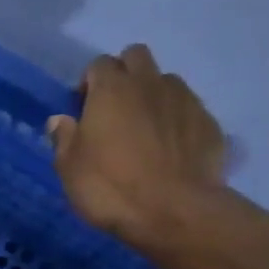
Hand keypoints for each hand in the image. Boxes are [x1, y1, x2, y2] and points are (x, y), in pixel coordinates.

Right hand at [48, 45, 229, 248]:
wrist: (174, 211)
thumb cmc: (111, 188)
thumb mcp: (70, 169)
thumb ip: (64, 138)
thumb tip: (59, 120)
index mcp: (111, 89)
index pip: (98, 64)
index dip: (89, 83)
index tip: (84, 109)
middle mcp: (149, 83)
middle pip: (136, 57)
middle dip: (124, 74)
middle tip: (115, 109)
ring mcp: (184, 100)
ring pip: (165, 81)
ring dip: (153, 95)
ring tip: (146, 130)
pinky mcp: (208, 122)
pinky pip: (188, 110)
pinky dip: (176, 121)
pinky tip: (170, 150)